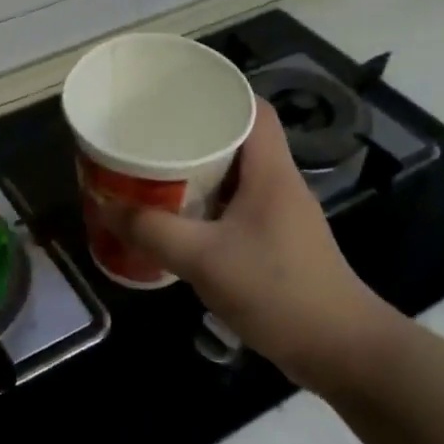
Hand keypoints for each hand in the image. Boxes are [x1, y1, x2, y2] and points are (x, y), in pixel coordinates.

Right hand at [102, 102, 403, 388]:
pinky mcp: (276, 244)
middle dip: (195, 135)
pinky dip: (207, 206)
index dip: (218, 93)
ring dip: (198, 173)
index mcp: (270, 171)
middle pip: (238, 140)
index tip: (176, 96)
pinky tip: (177, 221)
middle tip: (151, 136)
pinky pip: (235, 208)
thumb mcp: (204, 259)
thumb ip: (152, 231)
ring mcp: (280, 216)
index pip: (253, 108)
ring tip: (154, 173)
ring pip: (235, 177)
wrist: (339, 349)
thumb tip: (104, 206)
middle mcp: (278, 184)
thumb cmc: (276, 290)